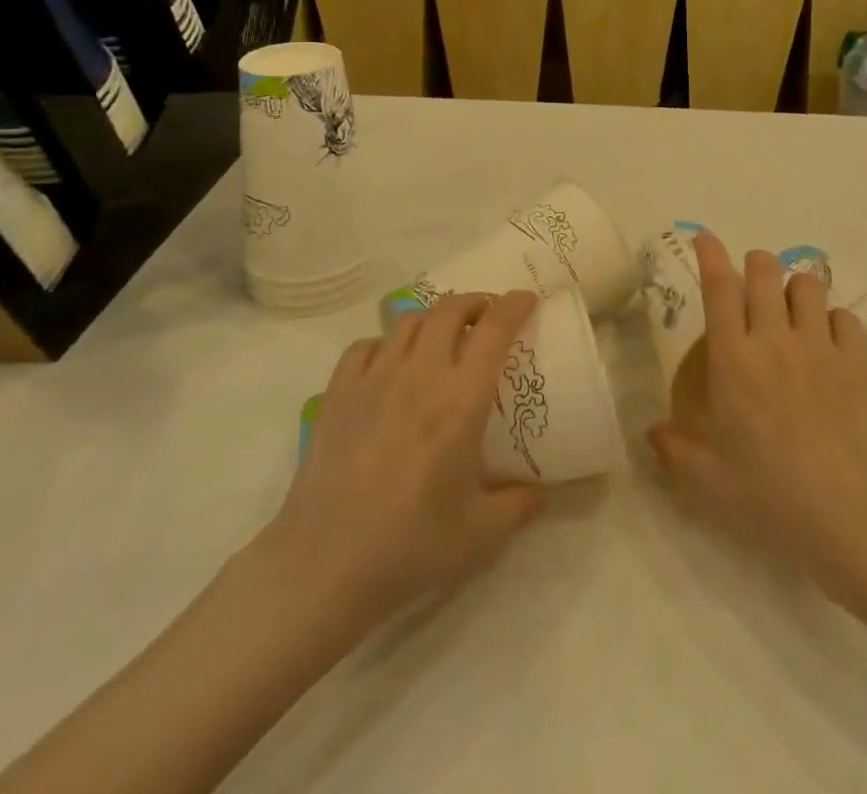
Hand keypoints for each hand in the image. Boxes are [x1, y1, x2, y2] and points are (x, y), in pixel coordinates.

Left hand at [255, 291, 545, 631]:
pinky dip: (386, 344)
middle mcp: (420, 374)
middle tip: (487, 318)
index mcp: (461, 399)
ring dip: (434, 319)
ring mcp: (374, 378)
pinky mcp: (338, 392)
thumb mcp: (481, 535)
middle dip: (475, 303)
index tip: (527, 300)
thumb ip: (519, 506)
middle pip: (450, 309)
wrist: (324, 564)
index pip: (494, 329)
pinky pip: (366, 346)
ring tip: (442, 338)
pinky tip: (390, 365)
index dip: (514, 305)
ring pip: (409, 320)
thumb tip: (542, 492)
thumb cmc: (410, 546)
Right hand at [649, 234, 866, 590]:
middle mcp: (774, 338)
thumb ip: (673, 449)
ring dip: (795, 287)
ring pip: (808, 285)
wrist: (845, 512)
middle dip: (756, 263)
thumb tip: (652, 431)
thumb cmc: (766, 493)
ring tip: (792, 308)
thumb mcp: (704, 480)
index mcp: (733, 358)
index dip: (710, 254)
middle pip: (766, 271)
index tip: (704, 236)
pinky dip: (834, 319)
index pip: (719, 286)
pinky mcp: (857, 361)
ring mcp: (820, 346)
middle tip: (752, 278)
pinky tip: (830, 339)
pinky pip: (845, 317)